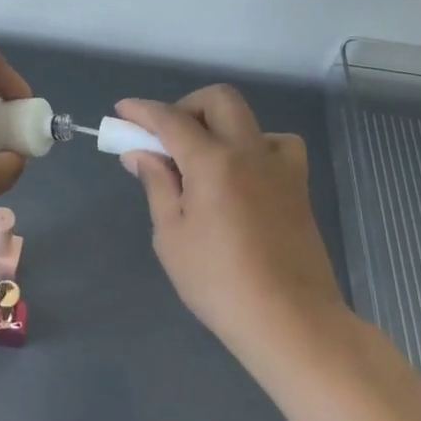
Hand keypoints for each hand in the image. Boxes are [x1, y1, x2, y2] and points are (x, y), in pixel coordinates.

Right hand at [116, 86, 350, 364]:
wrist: (291, 321)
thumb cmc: (219, 283)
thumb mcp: (172, 237)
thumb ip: (157, 185)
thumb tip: (140, 153)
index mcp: (213, 162)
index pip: (171, 119)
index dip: (142, 111)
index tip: (122, 110)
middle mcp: (249, 151)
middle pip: (218, 99)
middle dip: (186, 106)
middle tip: (166, 137)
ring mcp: (280, 166)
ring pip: (249, 119)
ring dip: (221, 125)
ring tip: (204, 160)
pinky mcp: (298, 186)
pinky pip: (277, 146)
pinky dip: (254, 147)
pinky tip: (243, 175)